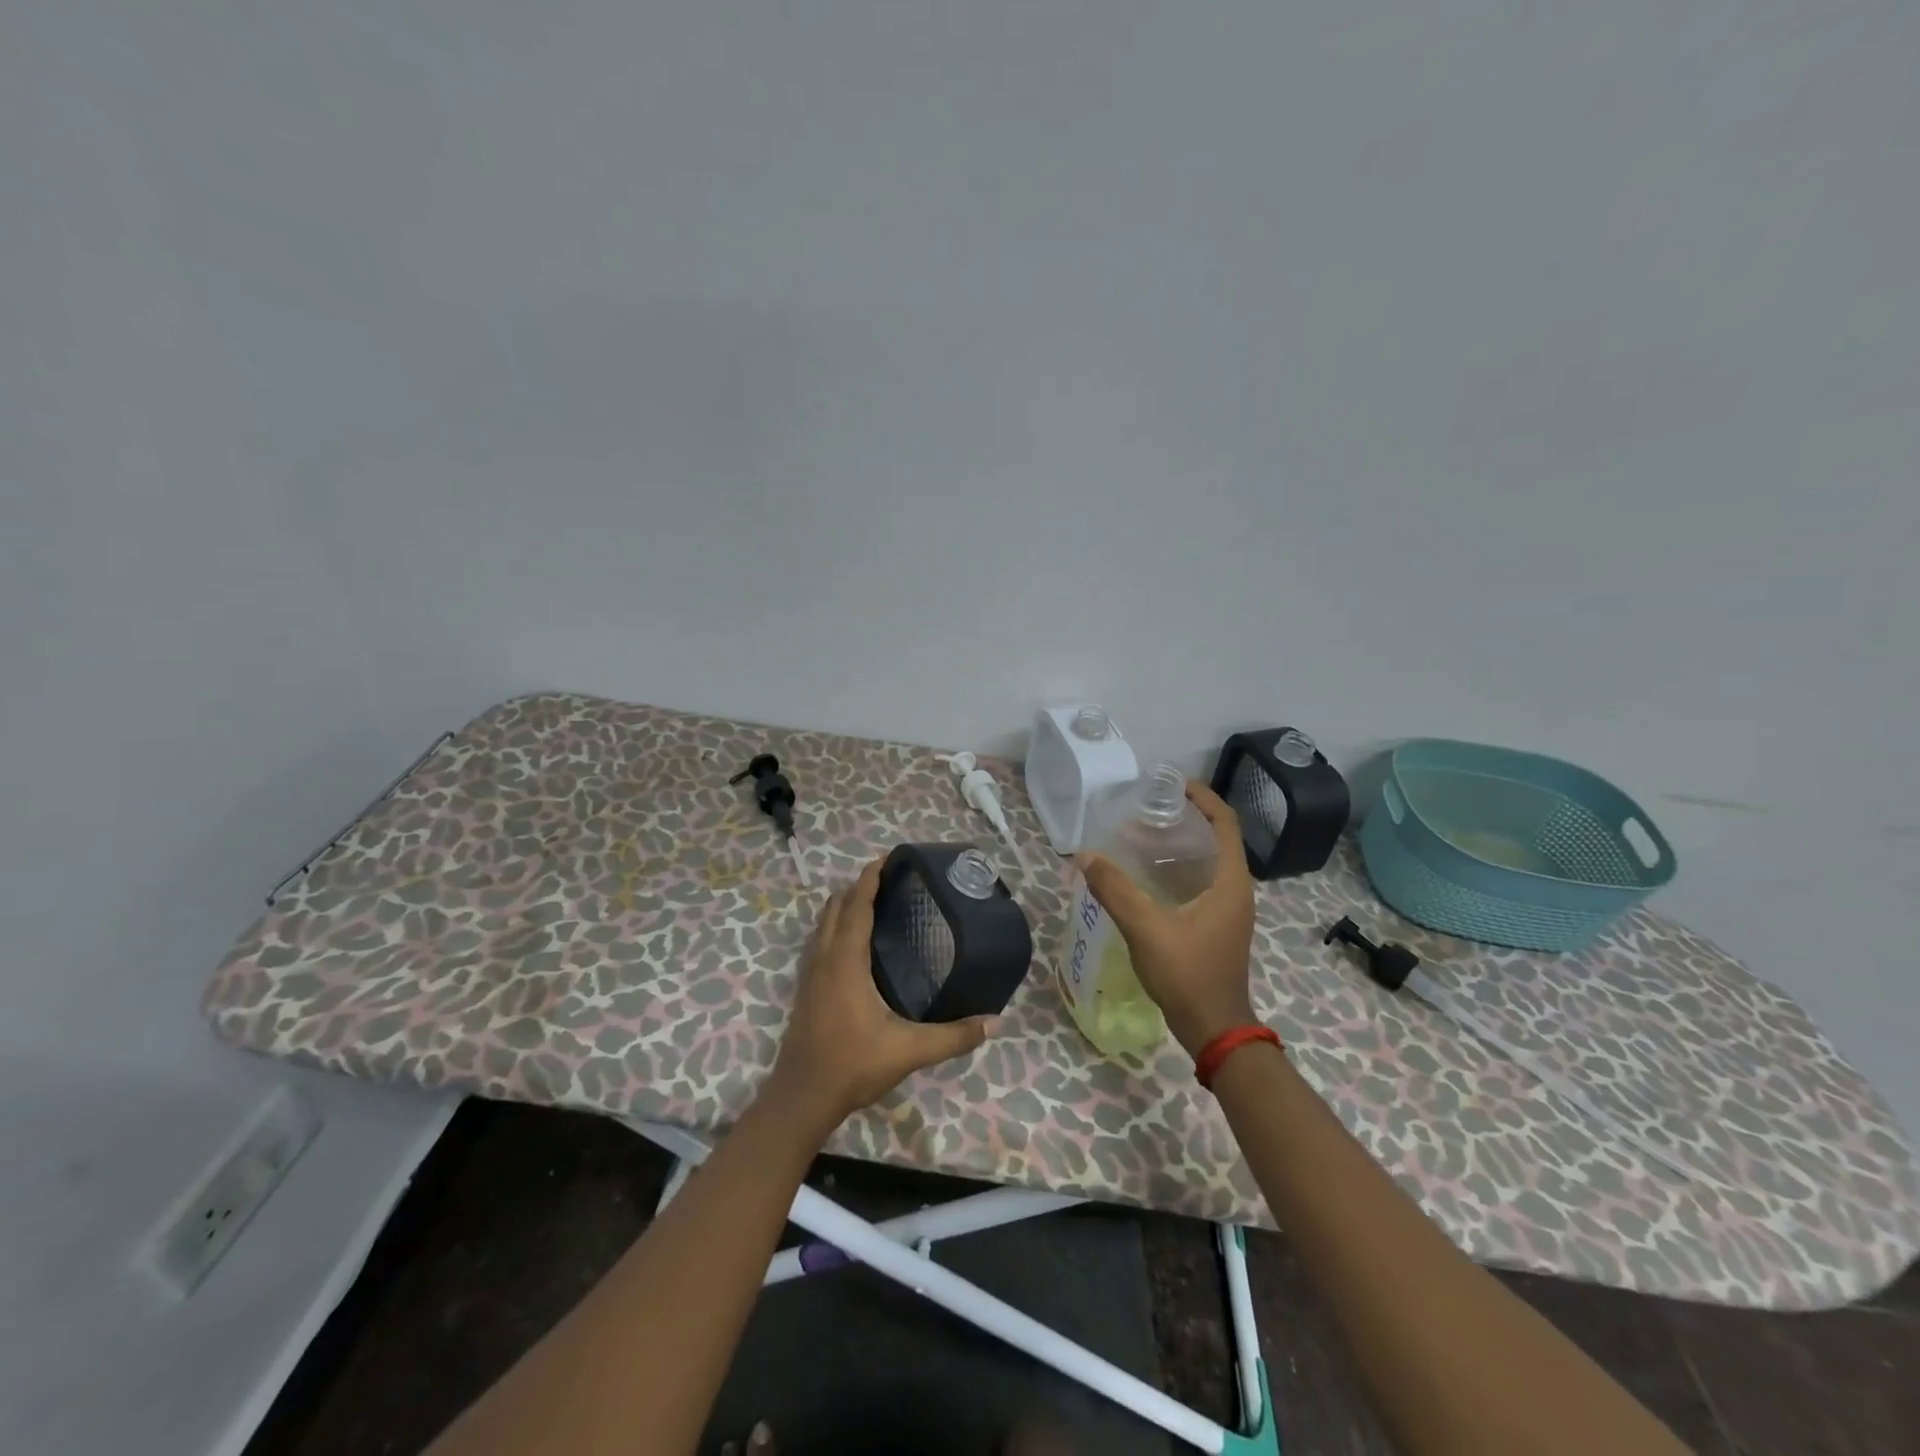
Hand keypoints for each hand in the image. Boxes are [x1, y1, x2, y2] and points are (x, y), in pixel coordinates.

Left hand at [767, 857, 1000, 1134]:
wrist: (801, 1098)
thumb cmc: (852, 1066)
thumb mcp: (908, 1051)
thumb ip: (953, 1036)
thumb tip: (996, 1022)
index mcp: (845, 961)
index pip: (855, 906)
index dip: (869, 879)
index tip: (886, 859)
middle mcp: (824, 958)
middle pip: (835, 907)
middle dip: (858, 887)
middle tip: (889, 879)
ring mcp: (809, 973)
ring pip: (823, 923)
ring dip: (844, 905)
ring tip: (873, 901)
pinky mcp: (805, 988)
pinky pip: (819, 941)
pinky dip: (835, 926)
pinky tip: (854, 942)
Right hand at [1076, 779, 1257, 1055]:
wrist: (1215, 1029)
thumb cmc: (1188, 973)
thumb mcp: (1146, 928)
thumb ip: (1114, 889)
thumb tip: (1084, 856)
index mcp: (1230, 882)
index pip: (1225, 823)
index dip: (1203, 798)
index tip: (1172, 784)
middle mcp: (1236, 890)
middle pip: (1216, 839)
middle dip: (1183, 820)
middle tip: (1145, 812)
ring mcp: (1228, 910)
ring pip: (1206, 863)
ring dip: (1177, 847)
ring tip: (1139, 838)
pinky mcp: (1217, 926)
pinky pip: (1200, 883)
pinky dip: (1176, 871)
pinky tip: (1145, 877)